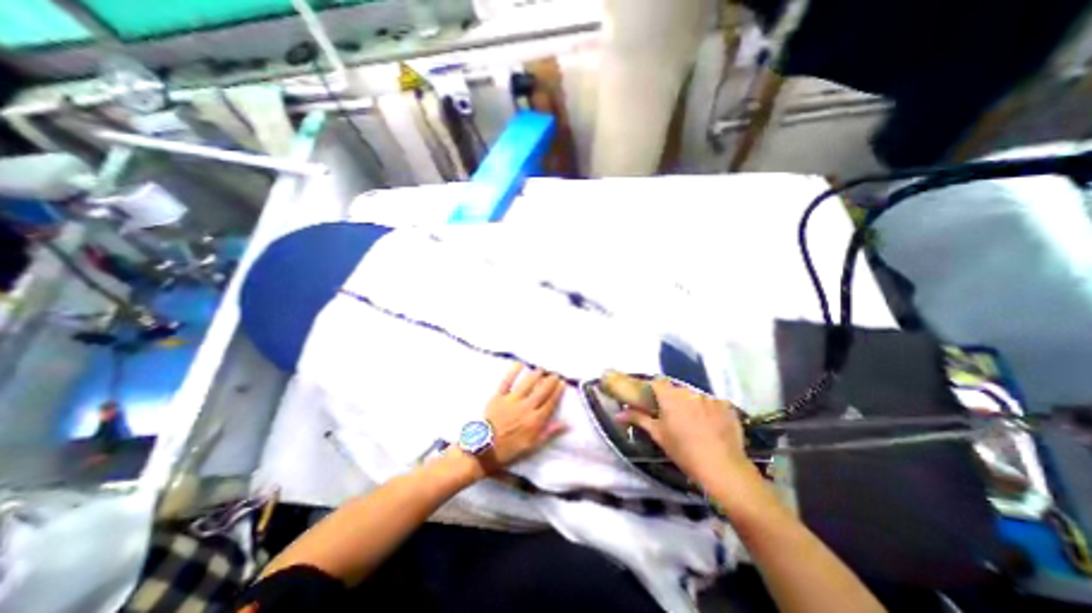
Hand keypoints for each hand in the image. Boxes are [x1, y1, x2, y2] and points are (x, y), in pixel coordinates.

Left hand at [488, 364, 570, 467]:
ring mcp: (512, 401)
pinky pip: (506, 381)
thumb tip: (567, 423)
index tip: (563, 383)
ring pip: (527, 383)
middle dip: (550, 380)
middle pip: (542, 390)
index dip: (558, 391)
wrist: (485, 450)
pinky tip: (519, 364)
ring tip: (542, 369)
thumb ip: (549, 432)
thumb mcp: (533, 446)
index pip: (551, 402)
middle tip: (555, 374)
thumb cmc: (510, 449)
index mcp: (535, 420)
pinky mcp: (499, 397)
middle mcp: (526, 407)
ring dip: (536, 374)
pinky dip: (513, 372)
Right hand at [617, 377, 756, 487]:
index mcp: (671, 396)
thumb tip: (618, 413)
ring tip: (694, 424)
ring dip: (691, 405)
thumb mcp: (658, 435)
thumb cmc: (683, 451)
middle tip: (672, 417)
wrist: (722, 468)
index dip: (653, 389)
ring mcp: (710, 398)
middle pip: (677, 390)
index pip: (657, 382)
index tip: (651, 400)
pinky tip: (711, 427)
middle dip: (673, 399)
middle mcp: (690, 392)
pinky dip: (709, 411)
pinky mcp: (727, 407)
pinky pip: (713, 404)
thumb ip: (638, 419)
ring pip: (695, 397)